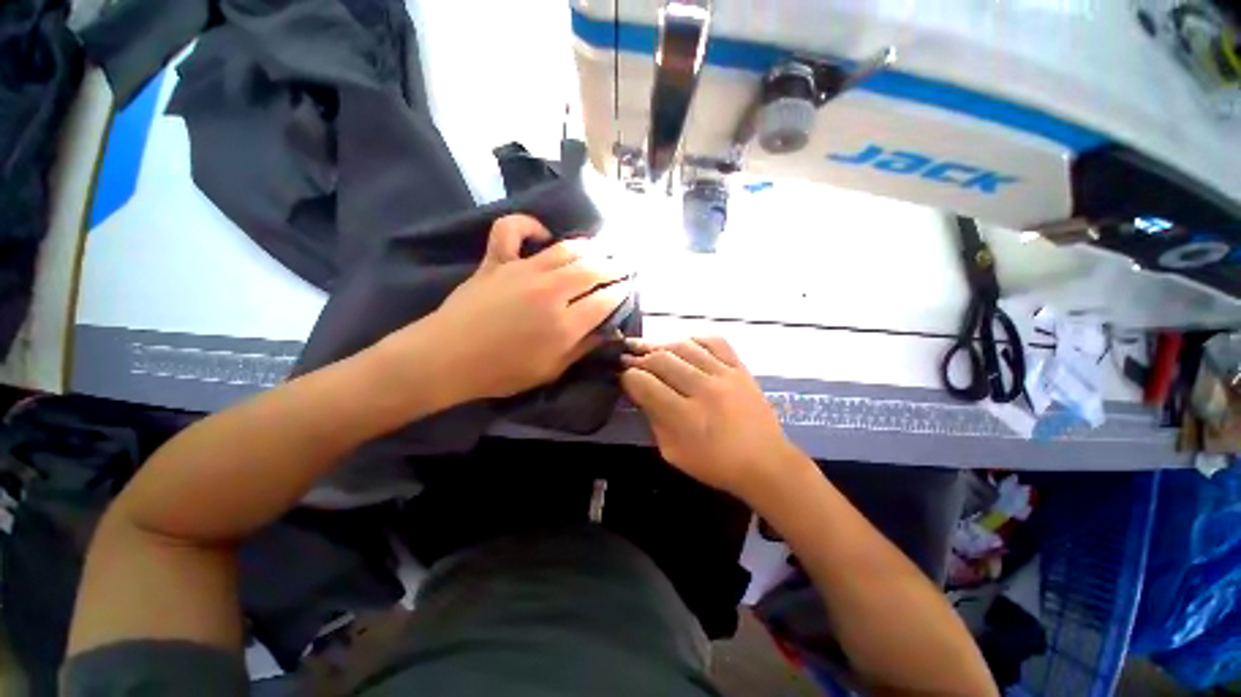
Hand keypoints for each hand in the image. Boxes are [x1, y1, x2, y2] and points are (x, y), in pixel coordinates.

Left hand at [410, 215, 630, 401]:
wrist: (447, 359)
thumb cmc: (501, 372)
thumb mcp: (551, 371)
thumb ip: (583, 348)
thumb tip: (608, 331)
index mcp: (564, 324)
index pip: (605, 300)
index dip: (621, 293)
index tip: (628, 289)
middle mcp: (550, 292)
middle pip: (593, 270)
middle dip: (614, 267)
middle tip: (623, 266)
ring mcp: (522, 271)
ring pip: (566, 249)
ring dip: (588, 248)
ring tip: (600, 250)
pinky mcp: (497, 261)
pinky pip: (512, 230)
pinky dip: (528, 225)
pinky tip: (541, 233)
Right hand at [621, 337, 801, 500]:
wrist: (765, 463)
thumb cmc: (715, 464)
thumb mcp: (672, 452)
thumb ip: (653, 418)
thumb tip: (639, 391)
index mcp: (685, 417)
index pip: (645, 383)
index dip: (627, 377)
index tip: (623, 376)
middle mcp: (704, 390)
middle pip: (661, 359)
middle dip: (639, 357)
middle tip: (629, 359)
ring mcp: (725, 375)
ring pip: (683, 346)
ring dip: (661, 346)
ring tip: (650, 349)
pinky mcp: (740, 368)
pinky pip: (714, 341)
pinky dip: (694, 339)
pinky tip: (684, 346)